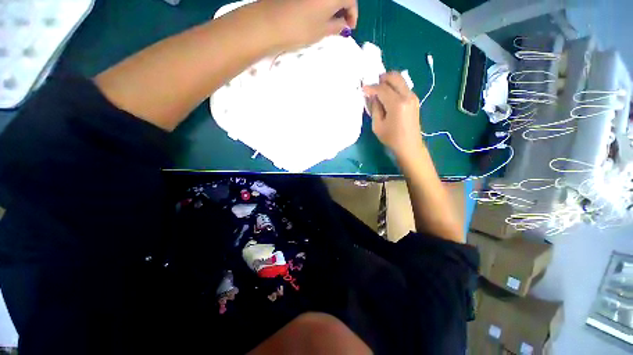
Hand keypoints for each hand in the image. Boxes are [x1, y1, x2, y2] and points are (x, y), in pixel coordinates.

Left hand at [255, 0, 357, 50]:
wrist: (271, 22)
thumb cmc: (300, 29)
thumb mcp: (322, 31)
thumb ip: (337, 27)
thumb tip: (344, 26)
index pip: (351, 0)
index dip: (353, 15)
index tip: (349, 28)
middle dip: (344, 9)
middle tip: (341, 24)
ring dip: (333, 6)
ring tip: (329, 21)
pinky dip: (322, 4)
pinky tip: (319, 14)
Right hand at [363, 72, 423, 158]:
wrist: (409, 145)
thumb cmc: (391, 138)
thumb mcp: (377, 125)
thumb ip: (374, 108)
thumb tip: (372, 96)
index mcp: (397, 104)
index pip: (382, 88)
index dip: (371, 87)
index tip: (363, 88)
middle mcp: (407, 96)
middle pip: (394, 77)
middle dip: (381, 78)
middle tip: (372, 86)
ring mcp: (413, 96)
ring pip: (400, 80)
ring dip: (388, 82)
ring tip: (378, 91)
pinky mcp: (414, 99)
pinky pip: (403, 86)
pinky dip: (393, 87)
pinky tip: (387, 96)